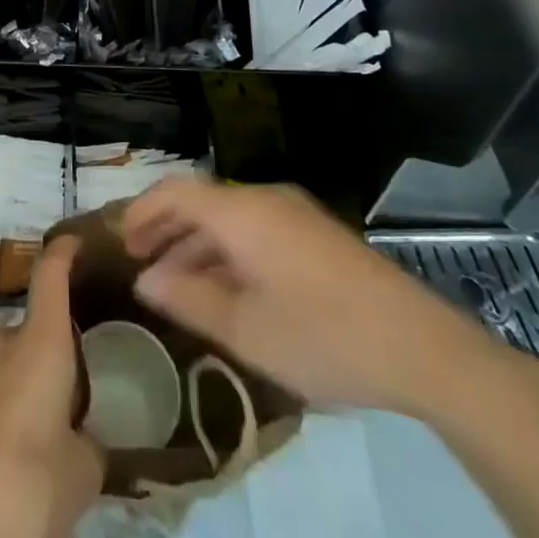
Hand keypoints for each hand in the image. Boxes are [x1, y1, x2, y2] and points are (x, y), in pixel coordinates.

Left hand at [0, 236, 102, 537]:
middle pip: (34, 325)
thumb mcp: (84, 469)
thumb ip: (90, 440)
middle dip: (55, 347)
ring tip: (52, 423)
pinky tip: (21, 448)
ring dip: (30, 378)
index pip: (51, 274)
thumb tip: (85, 438)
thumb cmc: (34, 481)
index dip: (64, 252)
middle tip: (79, 384)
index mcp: (41, 340)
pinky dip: (9, 404)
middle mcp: (4, 342)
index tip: (77, 241)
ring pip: (11, 360)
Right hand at [122, 178, 538, 420]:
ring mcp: (294, 215)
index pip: (175, 192)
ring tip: (175, 283)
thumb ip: (189, 299)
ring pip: (228, 218)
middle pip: (200, 202)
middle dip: (166, 229)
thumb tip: (146, 280)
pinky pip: (255, 231)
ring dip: (196, 244)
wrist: (420, 346)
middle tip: (139, 263)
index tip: (118, 242)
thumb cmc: (321, 335)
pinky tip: (225, 289)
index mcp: (241, 211)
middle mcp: (263, 199)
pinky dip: (228, 251)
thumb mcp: (246, 330)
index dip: (142, 212)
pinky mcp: (316, 236)